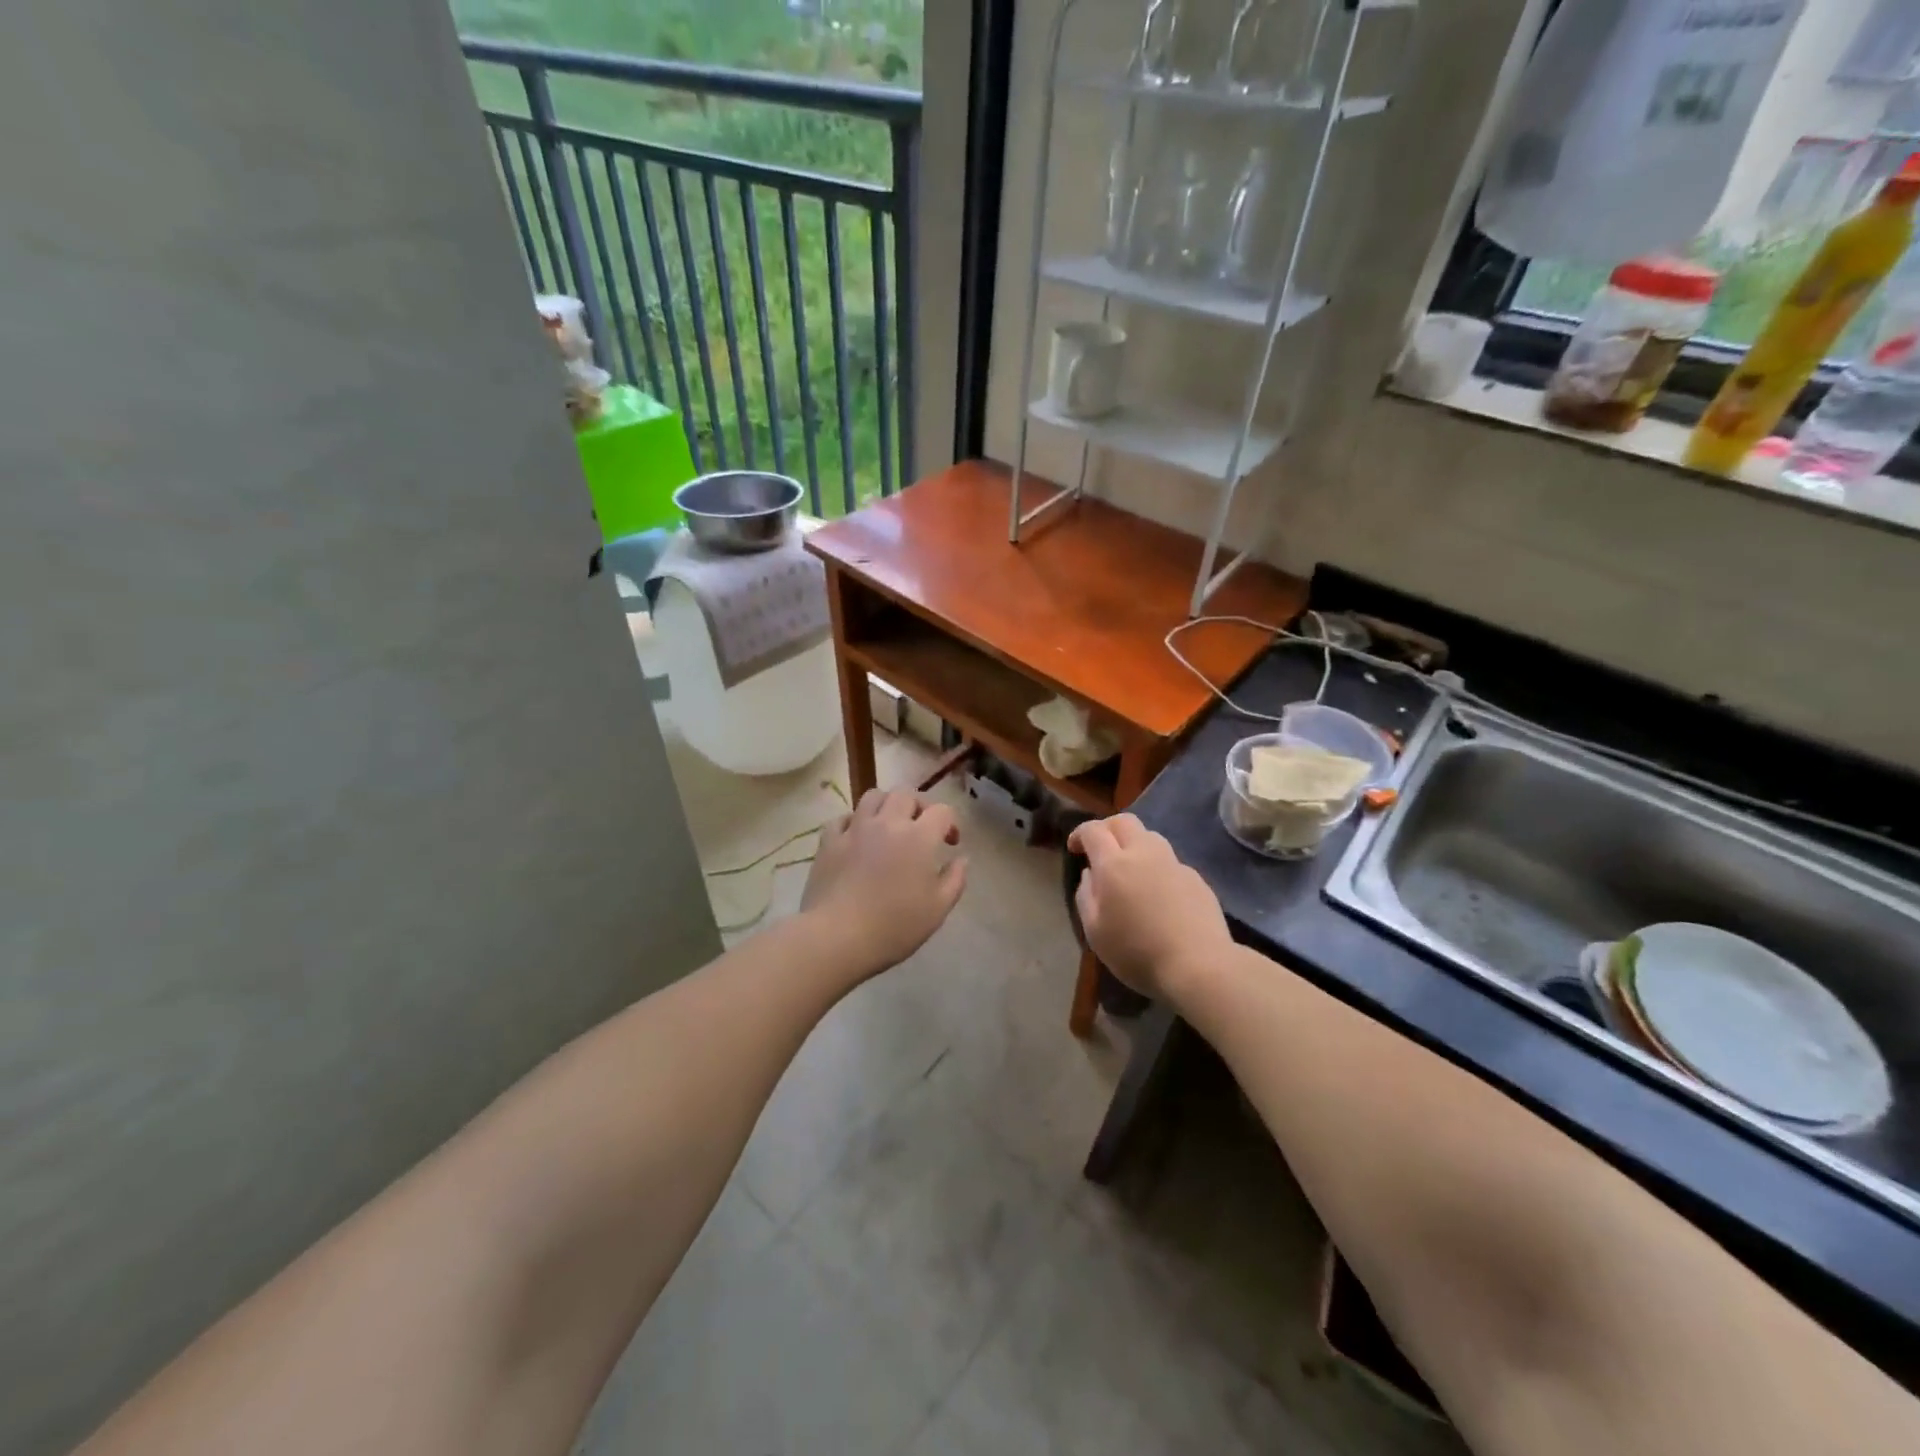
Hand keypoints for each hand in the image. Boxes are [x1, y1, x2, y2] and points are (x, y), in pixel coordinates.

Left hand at [802, 789, 966, 979]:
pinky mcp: (829, 841)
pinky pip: (843, 818)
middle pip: (906, 794)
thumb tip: (961, 859)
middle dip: (918, 806)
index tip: (950, 844)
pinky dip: (854, 822)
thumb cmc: (894, 926)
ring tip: (888, 827)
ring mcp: (855, 829)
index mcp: (919, 837)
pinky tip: (857, 839)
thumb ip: (955, 879)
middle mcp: (887, 823)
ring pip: (873, 796)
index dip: (950, 823)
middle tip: (920, 830)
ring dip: (886, 805)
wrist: (837, 936)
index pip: (942, 811)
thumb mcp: (937, 909)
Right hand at [1068, 814, 1231, 1002]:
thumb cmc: (1137, 952)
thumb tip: (1090, 874)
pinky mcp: (1196, 878)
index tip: (1074, 848)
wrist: (1199, 966)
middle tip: (1100, 849)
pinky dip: (1156, 867)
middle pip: (1124, 821)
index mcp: (1114, 864)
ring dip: (1134, 844)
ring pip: (1150, 837)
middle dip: (1107, 828)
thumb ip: (1086, 896)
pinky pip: (1170, 862)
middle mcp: (1145, 853)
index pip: (1093, 830)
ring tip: (1129, 870)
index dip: (1080, 833)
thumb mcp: (1095, 932)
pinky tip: (1158, 895)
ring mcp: (1174, 863)